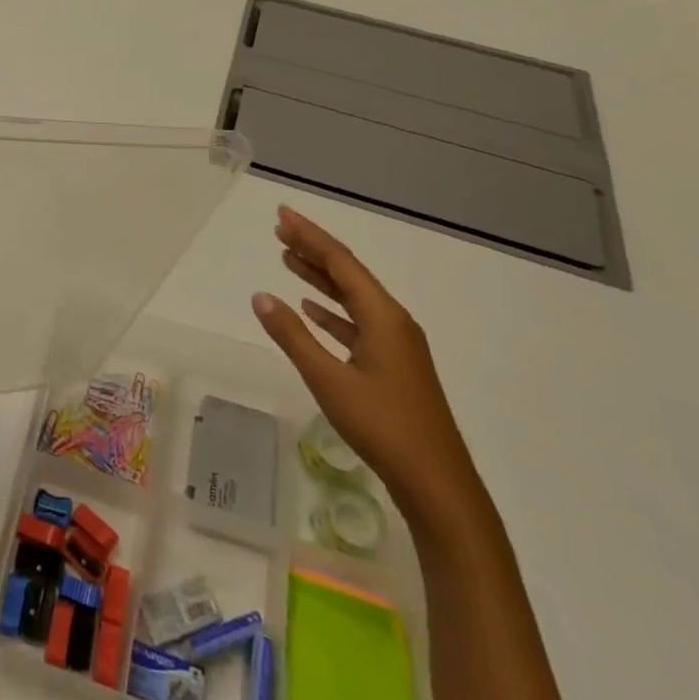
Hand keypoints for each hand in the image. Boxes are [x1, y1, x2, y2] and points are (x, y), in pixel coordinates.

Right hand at [253, 204, 486, 532]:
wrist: (437, 484)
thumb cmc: (383, 426)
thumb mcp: (329, 380)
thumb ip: (293, 335)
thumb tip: (260, 296)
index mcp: (383, 317)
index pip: (341, 262)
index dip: (310, 236)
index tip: (281, 216)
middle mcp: (393, 322)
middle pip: (348, 274)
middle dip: (313, 250)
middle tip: (279, 230)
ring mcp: (396, 345)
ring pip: (352, 298)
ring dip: (320, 278)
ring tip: (288, 260)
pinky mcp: (394, 366)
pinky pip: (357, 323)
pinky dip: (332, 311)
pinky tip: (312, 309)